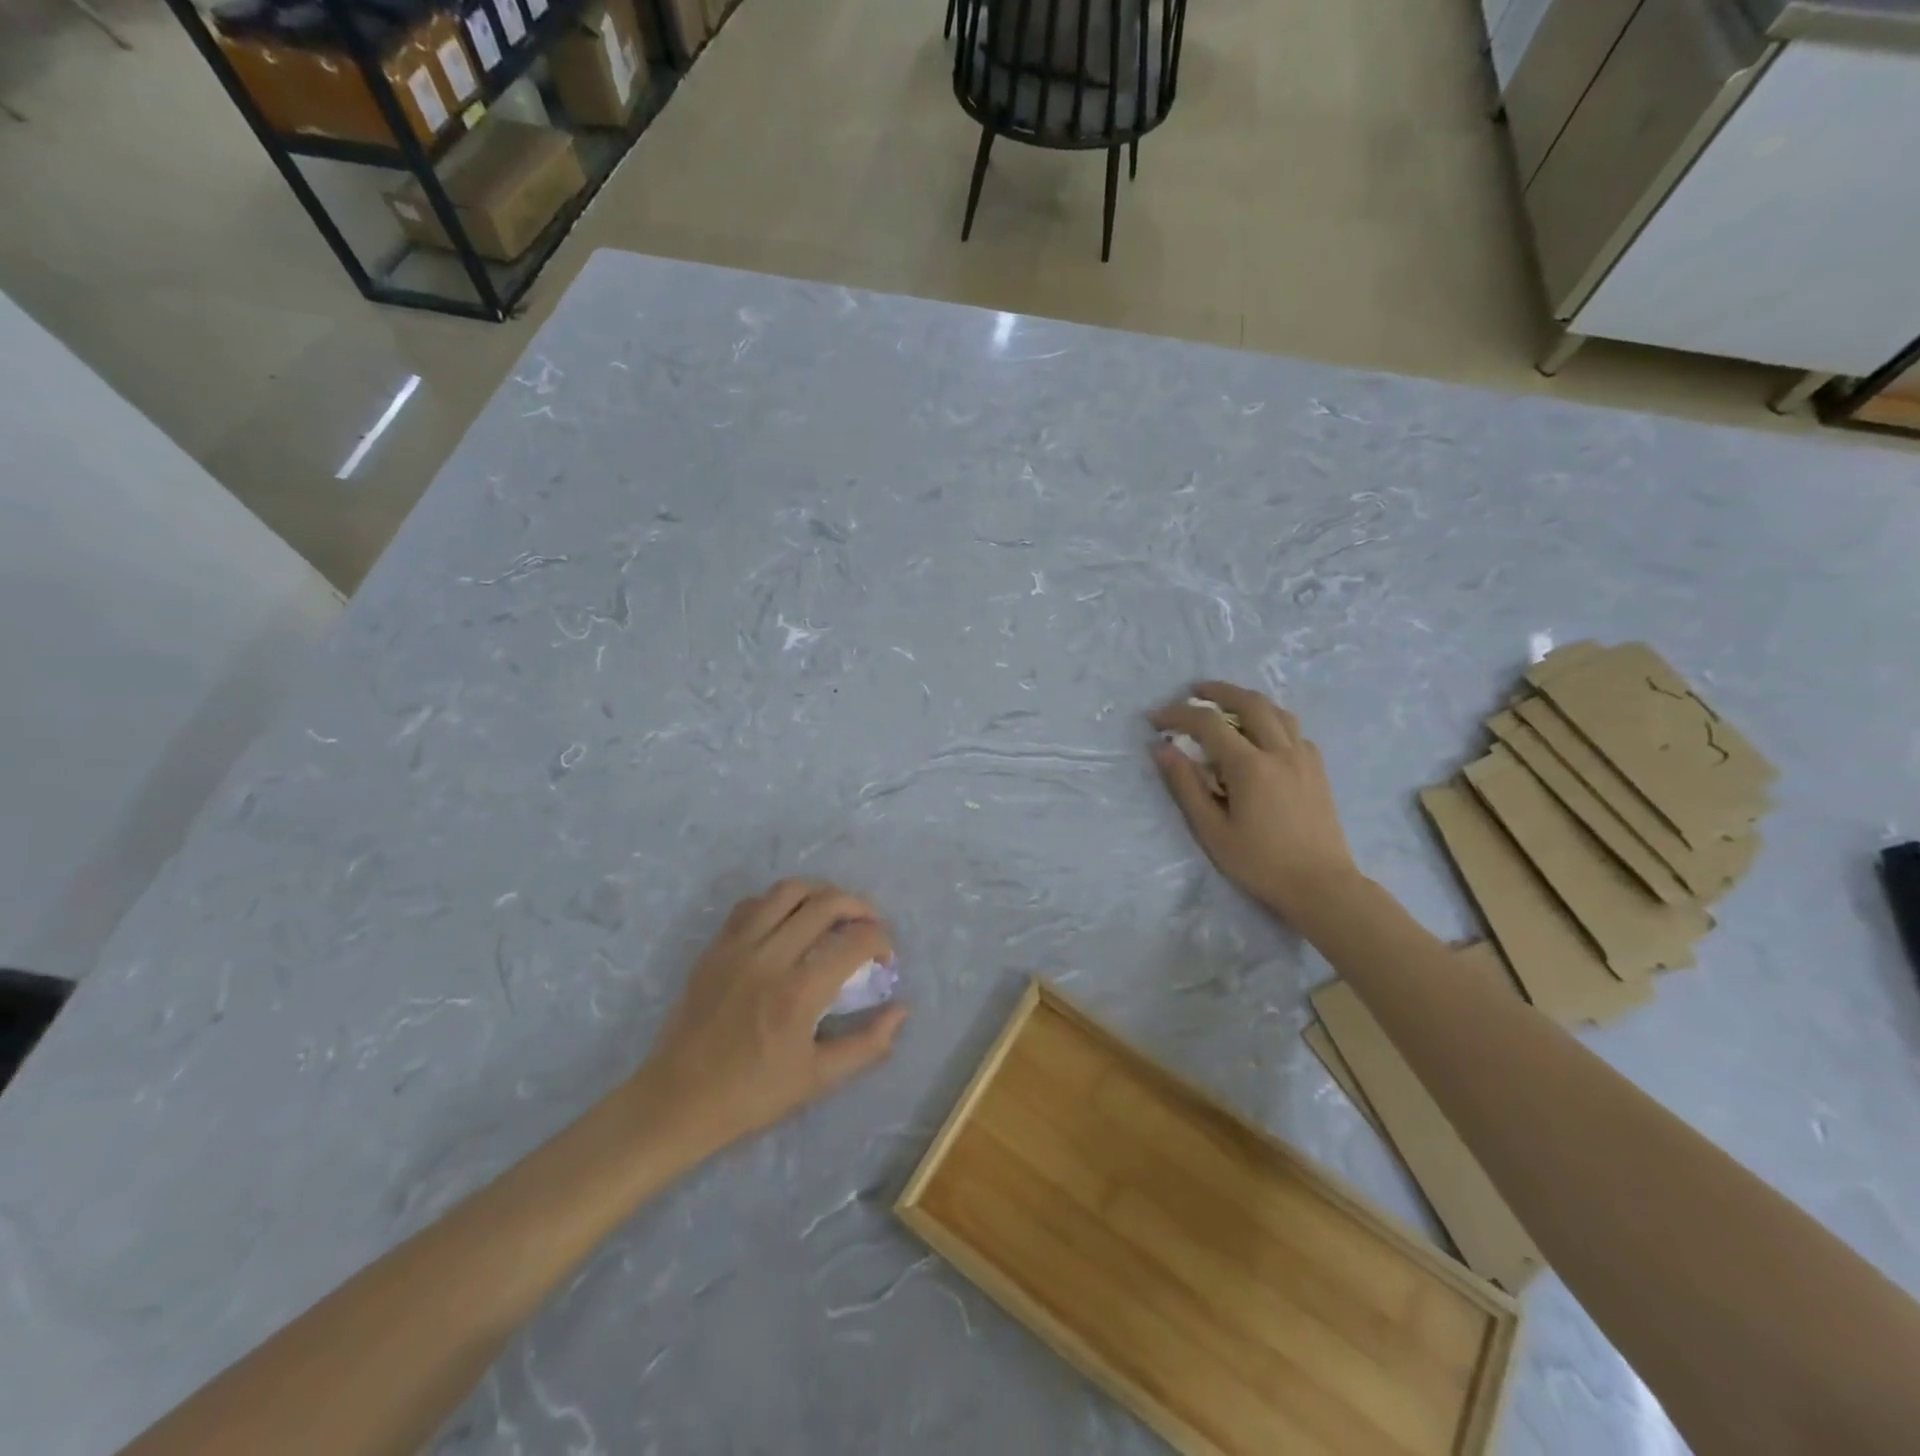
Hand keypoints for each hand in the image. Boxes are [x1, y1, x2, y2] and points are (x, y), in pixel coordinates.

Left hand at [633, 880, 908, 1159]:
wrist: (677, 1100)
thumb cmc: (751, 1095)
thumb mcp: (818, 1079)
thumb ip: (867, 1044)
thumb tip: (901, 1009)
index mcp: (799, 993)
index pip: (855, 941)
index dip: (881, 940)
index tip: (885, 957)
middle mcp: (770, 957)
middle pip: (827, 903)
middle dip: (860, 907)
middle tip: (869, 926)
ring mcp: (738, 946)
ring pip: (788, 890)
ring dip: (821, 893)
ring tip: (833, 913)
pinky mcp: (716, 946)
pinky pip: (753, 903)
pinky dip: (779, 902)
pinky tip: (789, 921)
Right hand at [1150, 683, 1360, 923]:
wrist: (1321, 886)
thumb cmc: (1259, 863)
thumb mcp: (1211, 829)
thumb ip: (1186, 785)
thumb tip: (1162, 748)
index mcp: (1250, 766)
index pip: (1209, 724)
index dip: (1179, 714)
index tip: (1155, 719)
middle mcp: (1280, 751)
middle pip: (1249, 703)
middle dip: (1218, 691)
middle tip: (1194, 691)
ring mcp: (1304, 758)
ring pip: (1277, 711)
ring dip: (1248, 701)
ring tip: (1227, 705)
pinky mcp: (1318, 770)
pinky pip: (1294, 731)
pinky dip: (1272, 721)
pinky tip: (1261, 736)